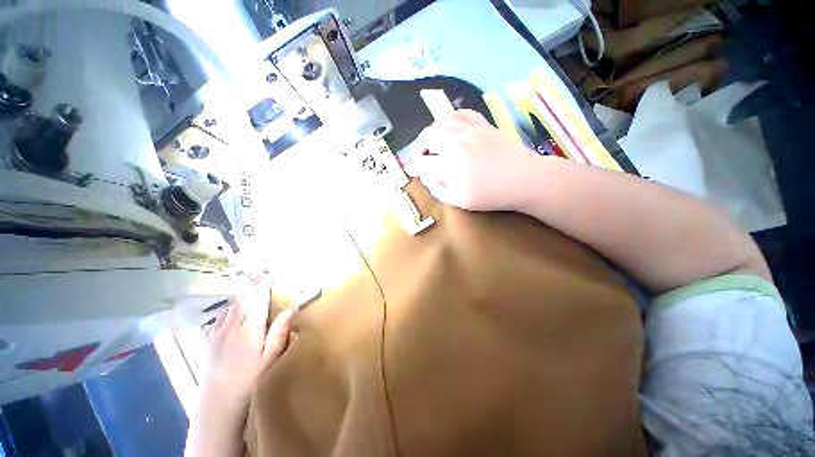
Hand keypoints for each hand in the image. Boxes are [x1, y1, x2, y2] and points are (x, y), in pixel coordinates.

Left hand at [201, 276, 293, 412]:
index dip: (263, 286)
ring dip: (238, 303)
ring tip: (246, 303)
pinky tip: (228, 321)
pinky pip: (215, 321)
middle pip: (240, 302)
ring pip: (227, 310)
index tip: (268, 274)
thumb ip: (279, 332)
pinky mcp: (206, 344)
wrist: (216, 406)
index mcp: (249, 329)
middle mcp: (230, 327)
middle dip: (250, 293)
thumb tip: (290, 309)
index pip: (258, 301)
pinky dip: (224, 315)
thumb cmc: (249, 381)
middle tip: (259, 289)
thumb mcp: (270, 359)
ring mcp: (215, 335)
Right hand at [402, 109, 541, 211]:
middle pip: (426, 137)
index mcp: (447, 164)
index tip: (414, 172)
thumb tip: (426, 177)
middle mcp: (454, 142)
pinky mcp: (481, 124)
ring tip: (433, 144)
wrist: (523, 179)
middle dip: (418, 148)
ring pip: (440, 122)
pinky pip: (460, 113)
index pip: (420, 162)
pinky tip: (451, 128)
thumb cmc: (490, 195)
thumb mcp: (459, 200)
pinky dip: (450, 119)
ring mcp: (468, 130)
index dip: (414, 168)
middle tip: (422, 158)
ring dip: (431, 133)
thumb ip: (438, 189)